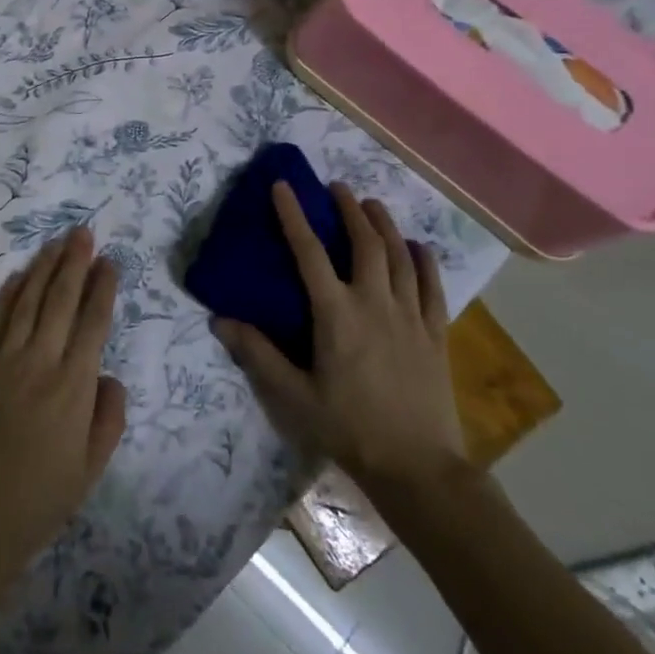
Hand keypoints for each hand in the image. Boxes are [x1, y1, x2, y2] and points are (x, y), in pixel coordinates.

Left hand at [0, 228, 127, 582]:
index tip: (109, 262)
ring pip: (27, 302)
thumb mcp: (90, 468)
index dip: (102, 289)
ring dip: (42, 268)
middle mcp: (40, 362)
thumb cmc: (39, 500)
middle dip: (74, 263)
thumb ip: (107, 417)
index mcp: (73, 386)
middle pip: (60, 301)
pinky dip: (7, 295)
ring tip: (55, 243)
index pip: (93, 323)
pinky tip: (16, 277)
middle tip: (82, 232)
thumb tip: (108, 375)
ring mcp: (3, 361)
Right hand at [212, 182, 468, 501]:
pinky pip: (432, 286)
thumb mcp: (293, 396)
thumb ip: (257, 354)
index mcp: (336, 314)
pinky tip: (418, 247)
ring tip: (372, 205)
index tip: (283, 186)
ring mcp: (410, 316)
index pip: (309, 252)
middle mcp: (374, 303)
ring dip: (384, 225)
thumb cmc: (349, 428)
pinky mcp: (435, 334)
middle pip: (364, 243)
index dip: (294, 215)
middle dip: (350, 209)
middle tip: (337, 188)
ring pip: (400, 256)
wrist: (419, 467)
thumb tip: (219, 320)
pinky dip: (424, 260)